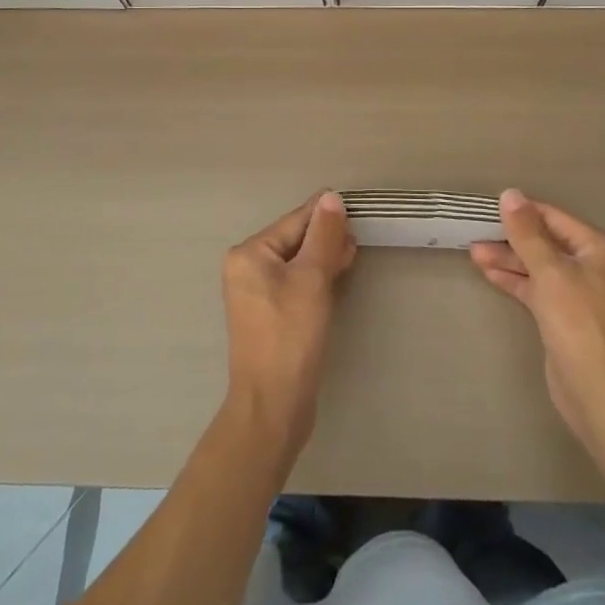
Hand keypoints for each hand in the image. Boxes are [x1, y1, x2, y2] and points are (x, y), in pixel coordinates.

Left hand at [222, 192, 356, 462]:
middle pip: (294, 239)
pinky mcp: (269, 315)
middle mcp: (247, 268)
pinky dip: (316, 277)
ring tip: (351, 255)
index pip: (295, 220)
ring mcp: (255, 293)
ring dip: (324, 256)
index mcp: (250, 253)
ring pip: (297, 262)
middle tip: (358, 237)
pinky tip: (337, 277)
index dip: (326, 214)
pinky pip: (295, 283)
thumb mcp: (312, 279)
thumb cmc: (291, 336)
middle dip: (326, 236)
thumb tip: (330, 197)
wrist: (273, 407)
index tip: (356, 207)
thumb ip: (323, 235)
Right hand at [471, 190, 604, 453]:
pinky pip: (536, 288)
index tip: (487, 207)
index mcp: (598, 248)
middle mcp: (592, 266)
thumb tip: (510, 193)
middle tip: (474, 231)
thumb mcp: (550, 271)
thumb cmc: (579, 323)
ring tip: (473, 252)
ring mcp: (579, 293)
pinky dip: (515, 280)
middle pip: (546, 241)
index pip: (554, 217)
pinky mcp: (564, 317)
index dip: (521, 211)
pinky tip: (488, 272)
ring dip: (508, 259)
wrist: (600, 394)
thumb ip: (527, 233)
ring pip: (538, 266)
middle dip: (511, 237)